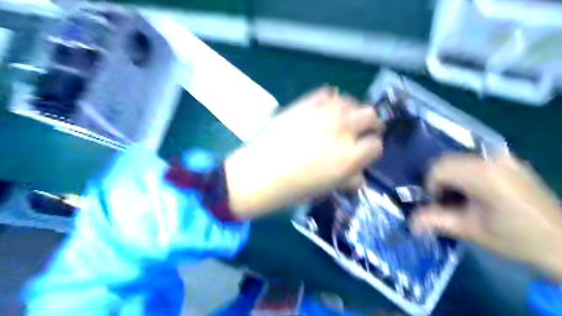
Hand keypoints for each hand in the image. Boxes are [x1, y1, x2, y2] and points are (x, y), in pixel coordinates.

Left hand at [225, 87, 381, 219]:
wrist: (260, 172)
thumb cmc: (293, 188)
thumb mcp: (326, 189)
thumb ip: (348, 180)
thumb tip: (360, 176)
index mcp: (351, 156)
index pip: (375, 146)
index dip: (371, 150)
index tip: (365, 153)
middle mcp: (343, 130)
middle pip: (371, 116)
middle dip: (370, 125)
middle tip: (361, 131)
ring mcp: (324, 113)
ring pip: (352, 101)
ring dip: (352, 110)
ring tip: (344, 119)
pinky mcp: (306, 103)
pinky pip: (327, 93)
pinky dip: (331, 100)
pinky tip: (325, 109)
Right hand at [412, 155, 561, 279]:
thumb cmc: (517, 240)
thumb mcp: (471, 231)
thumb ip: (437, 222)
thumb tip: (410, 224)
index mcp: (485, 175)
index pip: (439, 168)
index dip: (430, 186)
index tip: (437, 205)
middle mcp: (493, 159)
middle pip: (446, 161)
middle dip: (438, 181)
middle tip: (446, 203)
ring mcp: (503, 158)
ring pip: (458, 159)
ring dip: (450, 177)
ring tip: (461, 199)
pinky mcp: (509, 161)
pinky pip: (473, 161)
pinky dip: (464, 174)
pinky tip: (475, 193)